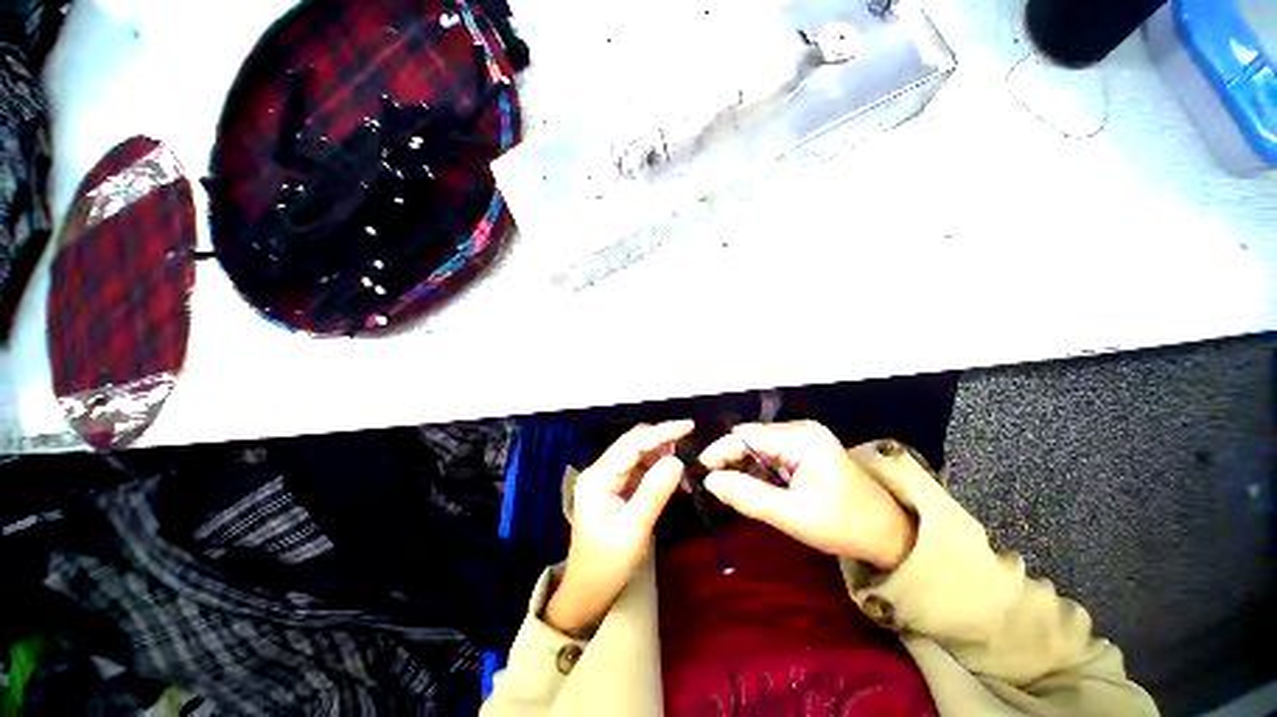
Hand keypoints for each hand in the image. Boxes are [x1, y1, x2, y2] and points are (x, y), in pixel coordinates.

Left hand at [544, 420, 693, 632]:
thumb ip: (653, 493)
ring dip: (661, 453)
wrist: (587, 591)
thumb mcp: (633, 532)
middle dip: (662, 438)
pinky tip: (673, 476)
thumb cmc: (607, 566)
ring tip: (685, 463)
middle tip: (690, 440)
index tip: (688, 426)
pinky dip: (657, 467)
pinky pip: (638, 467)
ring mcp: (606, 477)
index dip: (661, 432)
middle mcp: (599, 470)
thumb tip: (677, 460)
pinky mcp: (614, 486)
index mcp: (598, 478)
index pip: (632, 444)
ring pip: (637, 452)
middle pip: (633, 442)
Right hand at [699, 421, 915, 570]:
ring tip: (725, 487)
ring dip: (740, 465)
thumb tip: (709, 482)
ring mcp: (804, 438)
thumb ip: (748, 496)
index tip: (699, 471)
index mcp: (803, 439)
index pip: (747, 436)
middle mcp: (801, 430)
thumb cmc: (844, 525)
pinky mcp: (805, 450)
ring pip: (758, 446)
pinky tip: (750, 486)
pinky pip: (770, 454)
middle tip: (709, 483)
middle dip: (728, 458)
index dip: (720, 451)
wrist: (890, 535)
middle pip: (751, 438)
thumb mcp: (793, 516)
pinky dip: (756, 469)